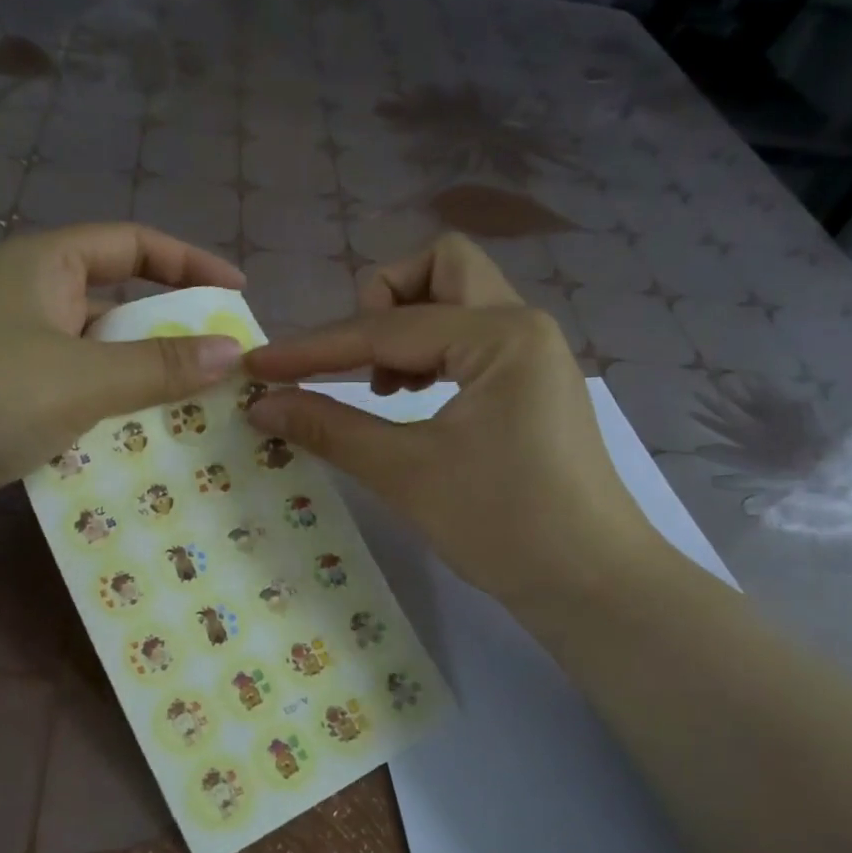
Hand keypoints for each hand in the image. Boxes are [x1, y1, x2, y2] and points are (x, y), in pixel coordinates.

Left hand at [0, 223, 243, 540]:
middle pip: (118, 305)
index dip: (189, 263)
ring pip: (100, 361)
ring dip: (145, 384)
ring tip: (202, 411)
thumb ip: (158, 365)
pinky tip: (148, 446)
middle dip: (173, 333)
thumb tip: (231, 353)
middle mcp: (29, 302)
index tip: (238, 293)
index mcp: (42, 266)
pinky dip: (112, 418)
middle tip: (225, 365)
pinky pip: (77, 403)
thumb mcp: (80, 376)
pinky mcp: (7, 408)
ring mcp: (15, 357)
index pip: (132, 244)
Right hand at [242, 234, 660, 608]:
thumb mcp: (407, 474)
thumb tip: (262, 403)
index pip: (386, 328)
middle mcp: (522, 326)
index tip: (258, 365)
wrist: (592, 584)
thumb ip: (330, 428)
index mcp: (500, 336)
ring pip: (459, 299)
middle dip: (382, 300)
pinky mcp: (532, 384)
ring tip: (383, 388)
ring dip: (407, 325)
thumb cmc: (503, 526)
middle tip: (356, 362)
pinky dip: (432, 352)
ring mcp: (533, 354)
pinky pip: (472, 339)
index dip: (314, 349)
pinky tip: (414, 399)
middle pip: (441, 268)